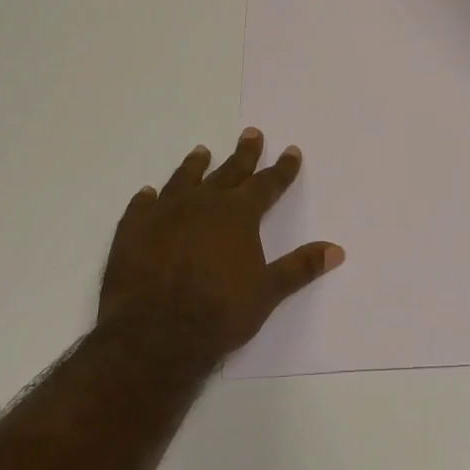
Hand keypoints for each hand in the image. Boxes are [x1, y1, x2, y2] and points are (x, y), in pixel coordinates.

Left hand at [100, 129, 343, 360]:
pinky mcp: (132, 232)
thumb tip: (337, 249)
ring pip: (183, 180)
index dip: (282, 169)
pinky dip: (146, 198)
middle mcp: (202, 204)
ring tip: (201, 151)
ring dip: (195, 165)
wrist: (154, 335)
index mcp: (237, 214)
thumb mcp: (268, 292)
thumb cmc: (219, 313)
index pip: (267, 184)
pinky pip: (141, 207)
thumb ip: (301, 267)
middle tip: (251, 134)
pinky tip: (148, 192)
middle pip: (228, 172)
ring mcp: (164, 214)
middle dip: (244, 154)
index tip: (291, 150)